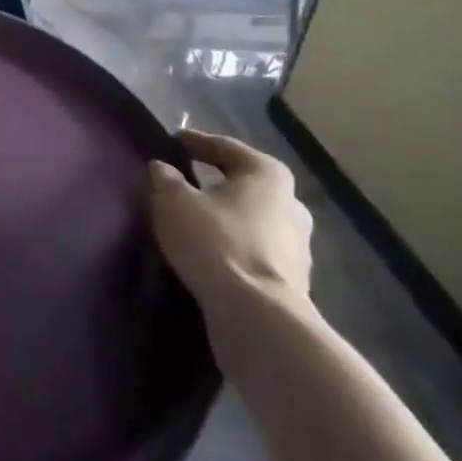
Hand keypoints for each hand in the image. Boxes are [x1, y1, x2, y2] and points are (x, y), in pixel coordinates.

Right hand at [148, 130, 312, 315]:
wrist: (258, 318)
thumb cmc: (215, 242)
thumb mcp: (173, 201)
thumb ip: (165, 178)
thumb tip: (162, 168)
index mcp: (267, 174)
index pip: (225, 147)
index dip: (195, 142)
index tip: (173, 142)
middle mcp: (291, 203)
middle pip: (244, 184)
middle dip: (216, 182)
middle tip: (186, 182)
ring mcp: (299, 246)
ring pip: (252, 220)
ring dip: (227, 218)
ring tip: (196, 222)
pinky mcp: (295, 282)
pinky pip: (255, 251)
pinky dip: (234, 247)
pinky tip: (212, 254)